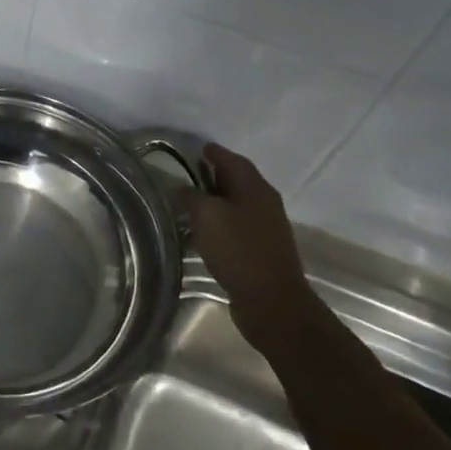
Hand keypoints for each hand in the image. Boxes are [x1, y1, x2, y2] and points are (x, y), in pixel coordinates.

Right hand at [181, 142, 316, 337]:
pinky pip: (236, 225)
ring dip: (214, 200)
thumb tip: (179, 186)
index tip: (193, 149)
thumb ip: (190, 196)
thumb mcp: (206, 216)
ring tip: (187, 203)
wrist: (271, 299)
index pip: (231, 159)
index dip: (212, 152)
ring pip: (236, 203)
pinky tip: (202, 232)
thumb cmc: (238, 249)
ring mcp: (265, 226)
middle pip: (236, 180)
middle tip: (185, 174)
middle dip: (212, 174)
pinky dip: (218, 222)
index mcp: (254, 187)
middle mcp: (264, 202)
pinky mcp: (260, 248)